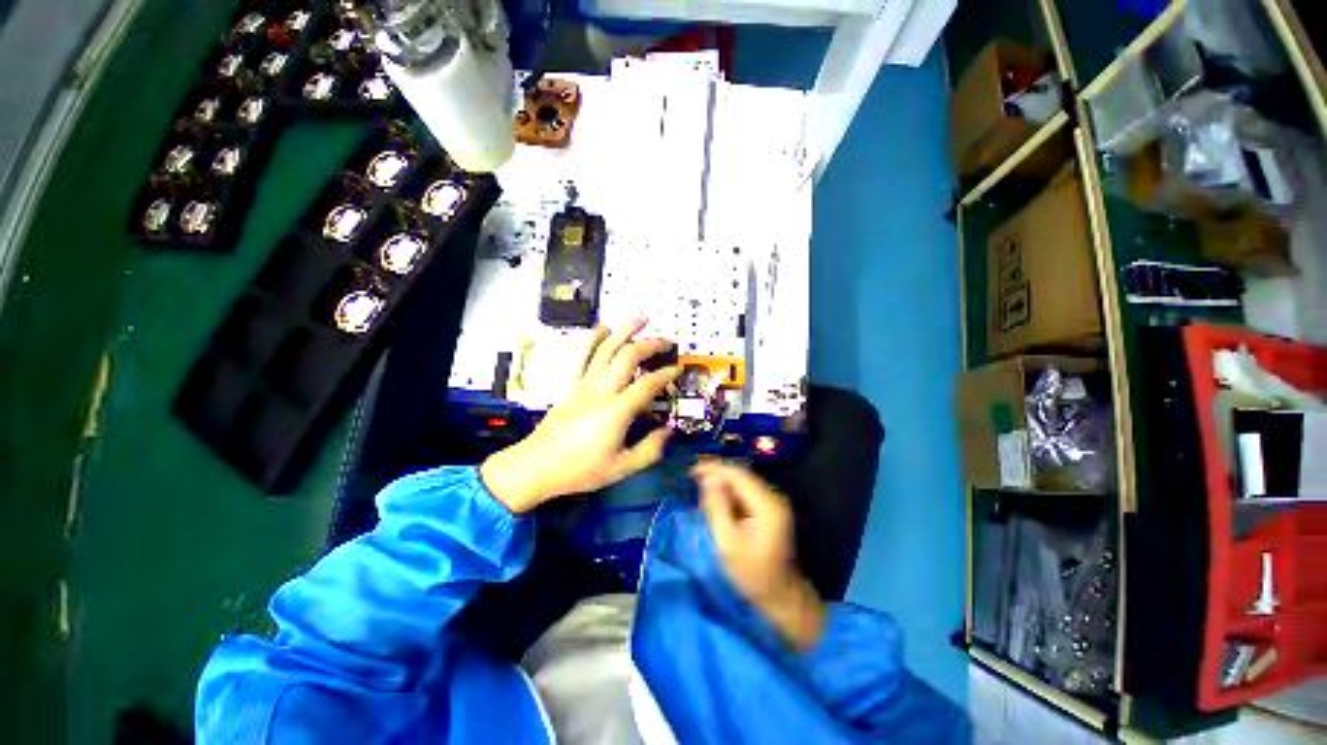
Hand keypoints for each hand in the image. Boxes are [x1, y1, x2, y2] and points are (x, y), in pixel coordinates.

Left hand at [481, 319, 679, 513]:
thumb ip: (650, 449)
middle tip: (667, 342)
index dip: (666, 374)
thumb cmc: (580, 470)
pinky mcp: (571, 383)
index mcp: (616, 411)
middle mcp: (601, 390)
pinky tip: (604, 327)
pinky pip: (583, 354)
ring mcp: (584, 383)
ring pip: (606, 347)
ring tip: (642, 319)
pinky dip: (594, 337)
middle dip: (651, 344)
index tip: (678, 369)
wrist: (536, 466)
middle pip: (628, 356)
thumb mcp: (621, 468)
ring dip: (625, 330)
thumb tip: (669, 431)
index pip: (647, 384)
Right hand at [695, 461, 825, 650]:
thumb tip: (707, 480)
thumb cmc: (752, 574)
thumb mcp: (727, 543)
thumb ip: (717, 508)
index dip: (714, 468)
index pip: (738, 475)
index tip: (692, 471)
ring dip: (721, 482)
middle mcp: (773, 498)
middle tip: (692, 477)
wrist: (780, 596)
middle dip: (716, 474)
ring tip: (700, 487)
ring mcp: (773, 503)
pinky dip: (729, 492)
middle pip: (741, 475)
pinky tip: (715, 499)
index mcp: (766, 505)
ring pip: (742, 482)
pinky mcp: (769, 510)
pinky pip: (745, 492)